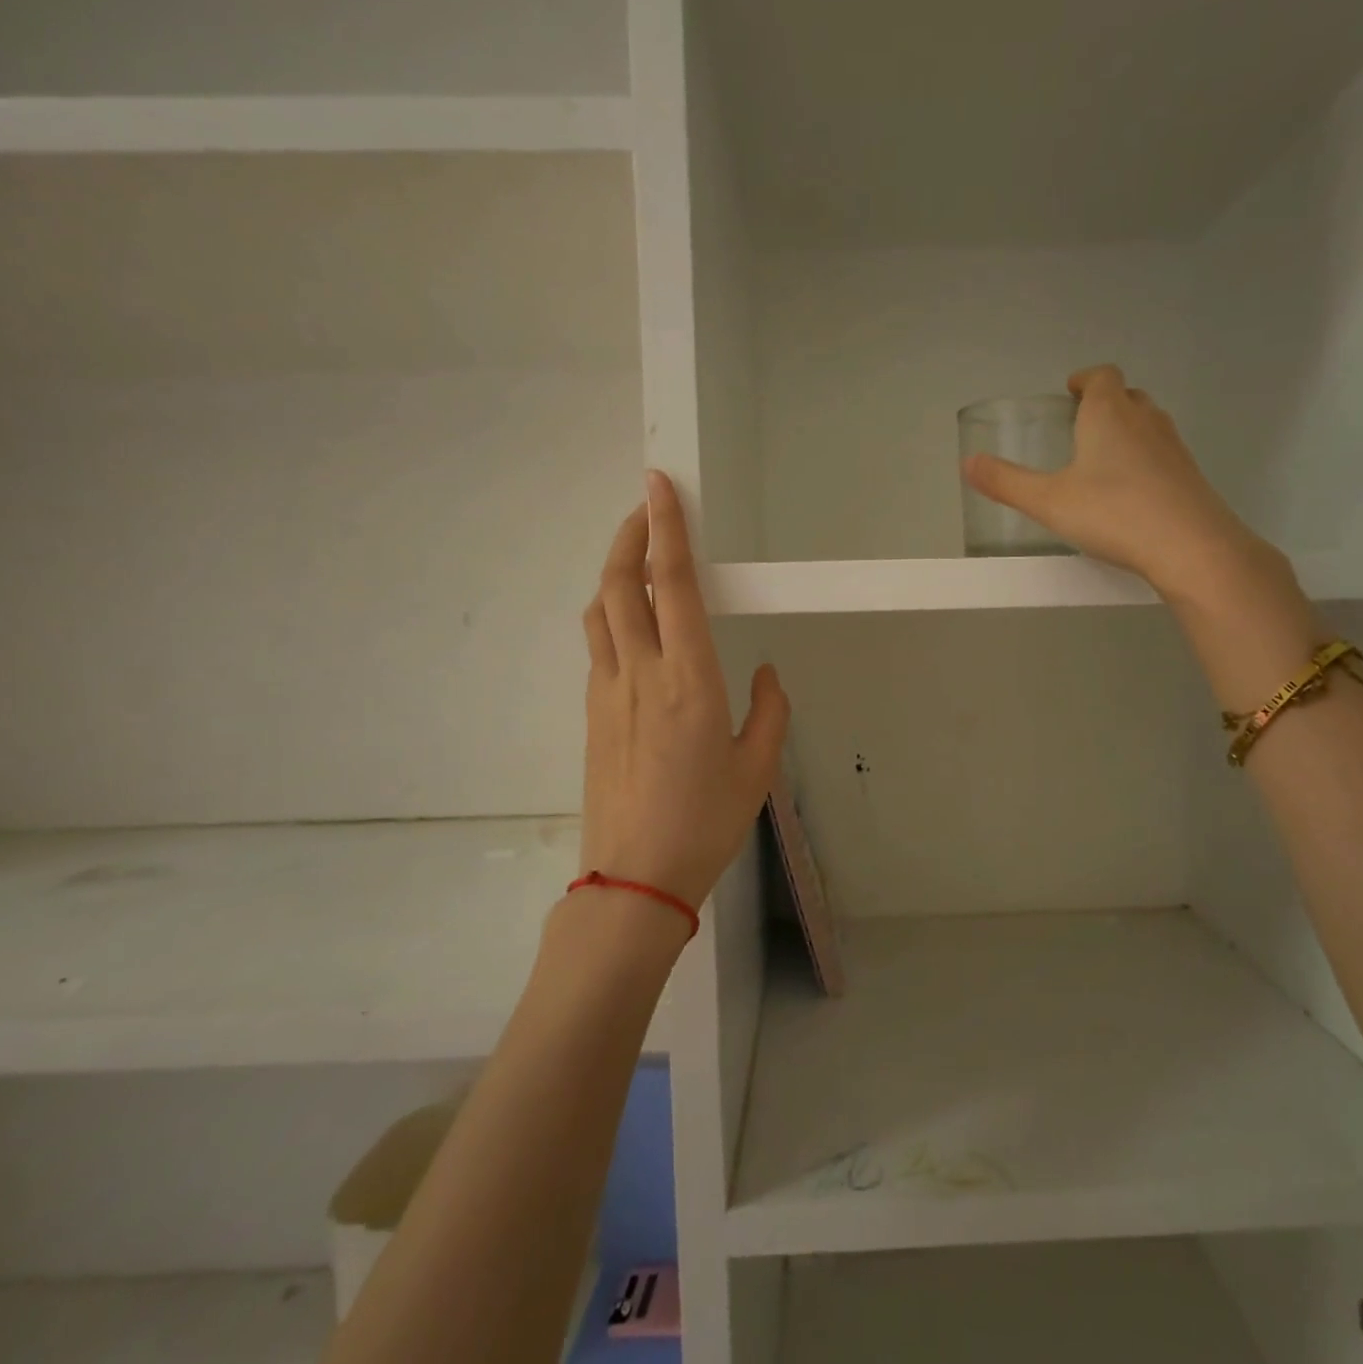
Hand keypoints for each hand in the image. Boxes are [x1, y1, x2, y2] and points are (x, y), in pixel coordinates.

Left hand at [578, 471, 789, 908]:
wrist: (635, 877)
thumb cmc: (705, 822)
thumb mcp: (757, 768)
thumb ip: (769, 711)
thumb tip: (768, 673)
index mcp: (690, 680)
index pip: (672, 586)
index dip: (665, 529)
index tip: (659, 486)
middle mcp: (642, 673)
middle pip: (619, 584)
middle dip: (629, 535)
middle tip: (645, 507)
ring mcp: (608, 691)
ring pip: (599, 611)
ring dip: (613, 572)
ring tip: (635, 557)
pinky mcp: (593, 712)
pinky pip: (598, 644)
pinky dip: (609, 613)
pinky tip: (630, 623)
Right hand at [961, 364, 1272, 602]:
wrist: (1190, 545)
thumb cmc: (1113, 513)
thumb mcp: (1048, 501)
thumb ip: (1006, 482)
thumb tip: (967, 463)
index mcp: (1109, 414)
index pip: (1102, 377)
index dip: (1086, 379)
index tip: (1071, 390)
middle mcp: (1145, 420)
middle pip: (1128, 396)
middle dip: (1106, 403)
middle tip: (1082, 425)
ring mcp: (1173, 447)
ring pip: (1148, 424)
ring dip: (1127, 430)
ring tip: (1103, 457)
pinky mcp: (1189, 476)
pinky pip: (1162, 454)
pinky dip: (1144, 460)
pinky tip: (1130, 492)